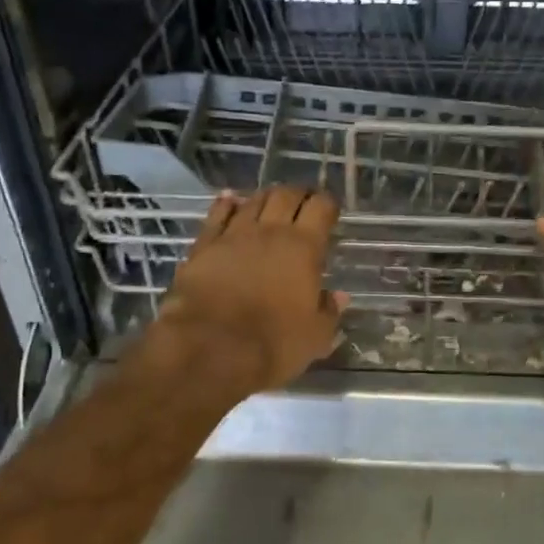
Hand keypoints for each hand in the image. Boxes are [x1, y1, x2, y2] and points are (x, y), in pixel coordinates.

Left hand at [145, 186, 347, 394]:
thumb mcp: (315, 336)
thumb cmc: (272, 344)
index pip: (321, 208)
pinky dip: (226, 204)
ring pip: (253, 200)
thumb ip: (329, 311)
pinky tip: (230, 199)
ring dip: (266, 197)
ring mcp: (234, 235)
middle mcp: (271, 232)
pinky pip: (217, 214)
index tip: (330, 211)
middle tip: (302, 204)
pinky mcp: (204, 245)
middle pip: (286, 195)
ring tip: (272, 202)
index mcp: (304, 248)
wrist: (209, 348)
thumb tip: (339, 296)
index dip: (327, 204)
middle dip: (298, 195)